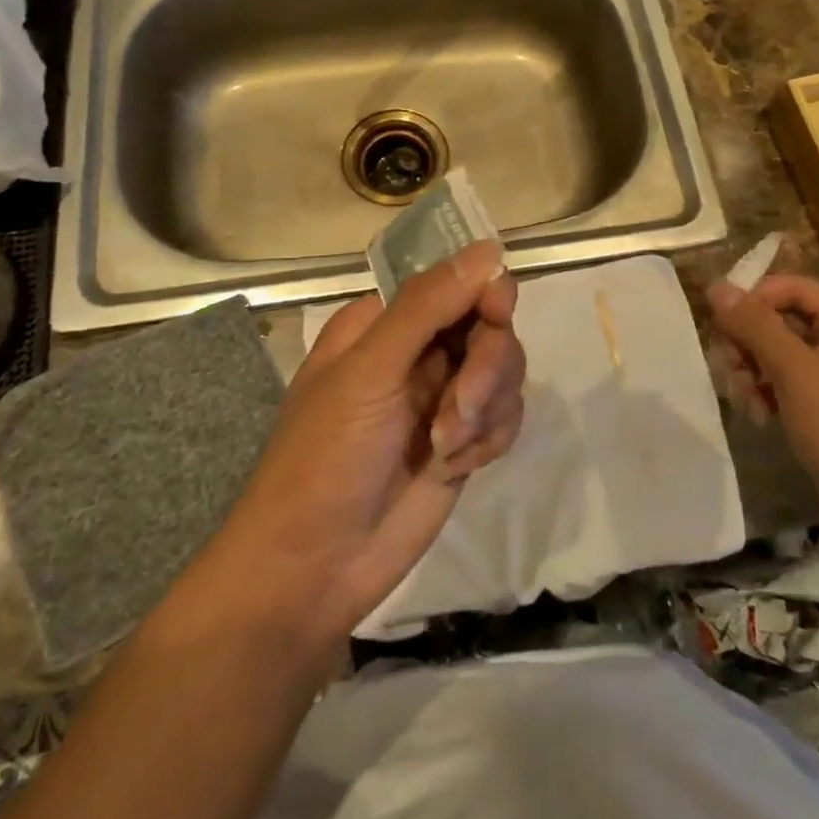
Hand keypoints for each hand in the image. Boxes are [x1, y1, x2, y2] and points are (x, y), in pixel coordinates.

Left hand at [213, 241, 525, 642]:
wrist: (313, 570)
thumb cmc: (324, 458)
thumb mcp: (369, 372)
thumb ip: (428, 307)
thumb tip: (489, 248)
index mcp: (384, 322)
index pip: (455, 281)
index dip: (483, 292)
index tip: (496, 314)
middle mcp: (418, 351)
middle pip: (490, 325)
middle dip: (486, 366)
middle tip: (459, 408)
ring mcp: (442, 397)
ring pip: (504, 370)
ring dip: (485, 408)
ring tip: (446, 449)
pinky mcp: (462, 440)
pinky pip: (505, 415)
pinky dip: (488, 438)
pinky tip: (455, 467)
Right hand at [707, 273, 818, 529]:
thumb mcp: (793, 370)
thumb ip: (754, 324)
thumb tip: (717, 287)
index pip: (791, 287)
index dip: (752, 301)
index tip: (722, 330)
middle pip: (783, 319)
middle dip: (749, 344)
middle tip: (729, 371)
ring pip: (783, 352)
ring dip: (754, 371)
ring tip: (744, 401)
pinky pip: (794, 380)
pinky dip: (771, 391)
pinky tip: (759, 415)